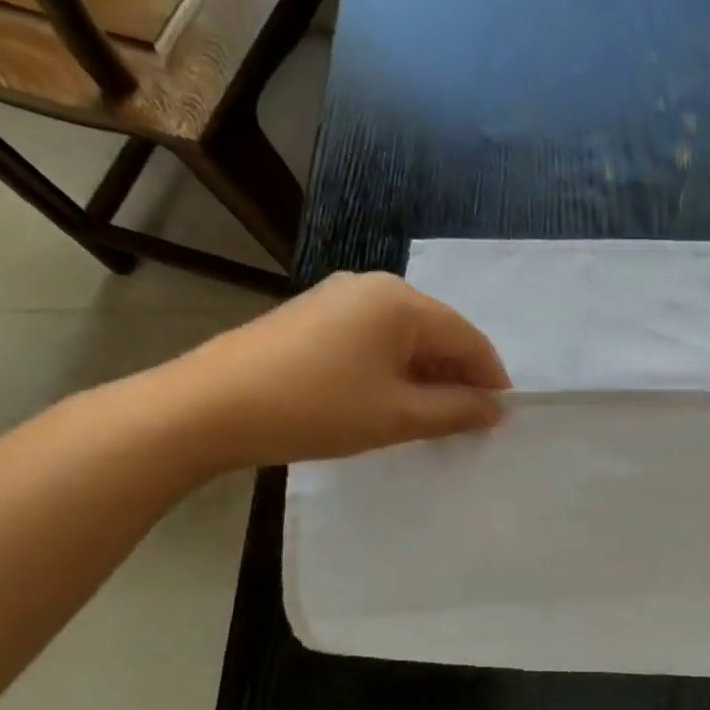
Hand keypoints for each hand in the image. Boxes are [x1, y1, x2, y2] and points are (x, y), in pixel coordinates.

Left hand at [158, 271, 509, 469]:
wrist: (209, 408)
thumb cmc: (319, 408)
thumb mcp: (399, 415)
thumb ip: (457, 410)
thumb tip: (494, 409)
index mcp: (401, 301)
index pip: (468, 338)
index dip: (491, 378)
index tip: (500, 417)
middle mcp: (373, 287)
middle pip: (438, 333)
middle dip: (458, 378)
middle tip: (467, 422)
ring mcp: (339, 298)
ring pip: (405, 338)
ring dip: (427, 377)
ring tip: (431, 418)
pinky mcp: (313, 317)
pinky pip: (374, 340)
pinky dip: (394, 370)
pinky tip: (389, 401)